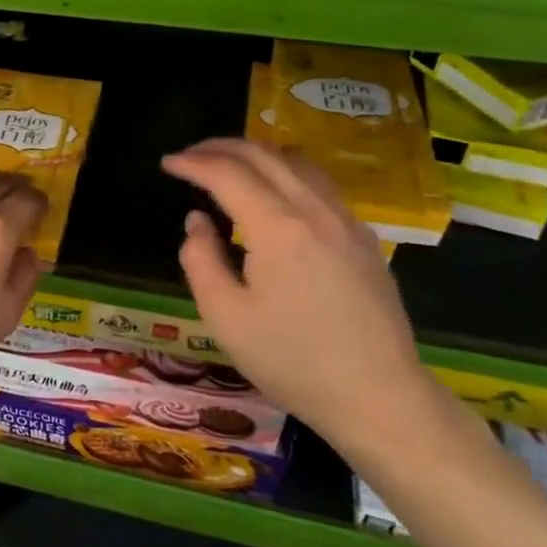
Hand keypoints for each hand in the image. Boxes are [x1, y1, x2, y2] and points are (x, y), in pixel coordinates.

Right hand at [161, 139, 434, 451]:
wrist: (380, 398)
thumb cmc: (293, 361)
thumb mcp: (225, 317)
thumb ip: (200, 259)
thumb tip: (198, 221)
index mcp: (277, 227)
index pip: (227, 173)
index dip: (192, 163)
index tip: (167, 163)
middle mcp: (314, 210)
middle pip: (263, 154)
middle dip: (219, 148)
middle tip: (189, 157)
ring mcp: (345, 221)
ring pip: (296, 161)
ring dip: (255, 153)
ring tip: (227, 165)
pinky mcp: (363, 237)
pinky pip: (319, 183)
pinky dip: (285, 171)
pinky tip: (273, 193)